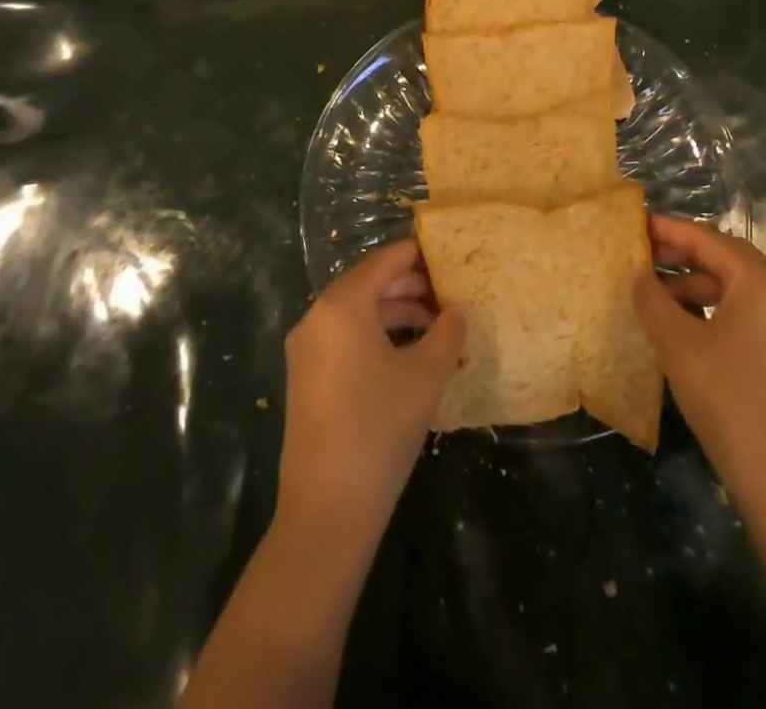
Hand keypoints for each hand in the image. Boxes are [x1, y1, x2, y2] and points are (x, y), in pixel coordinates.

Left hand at [277, 239, 466, 537]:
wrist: (327, 509)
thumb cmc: (380, 427)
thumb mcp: (425, 375)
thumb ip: (447, 332)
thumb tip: (459, 309)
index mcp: (341, 305)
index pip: (383, 261)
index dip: (417, 255)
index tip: (448, 256)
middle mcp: (317, 318)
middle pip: (369, 285)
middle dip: (410, 288)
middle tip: (450, 296)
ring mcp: (307, 350)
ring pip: (358, 314)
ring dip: (396, 315)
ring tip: (437, 329)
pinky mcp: (306, 379)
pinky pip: (345, 339)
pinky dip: (377, 337)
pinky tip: (409, 357)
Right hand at [632, 216, 765, 514]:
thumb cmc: (728, 400)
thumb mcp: (677, 344)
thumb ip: (652, 298)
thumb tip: (635, 268)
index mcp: (760, 282)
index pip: (707, 238)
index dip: (668, 229)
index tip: (634, 224)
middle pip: (726, 256)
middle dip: (683, 253)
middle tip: (642, 255)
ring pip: (737, 285)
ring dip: (696, 282)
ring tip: (656, 293)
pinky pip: (748, 310)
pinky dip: (715, 306)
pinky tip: (686, 323)